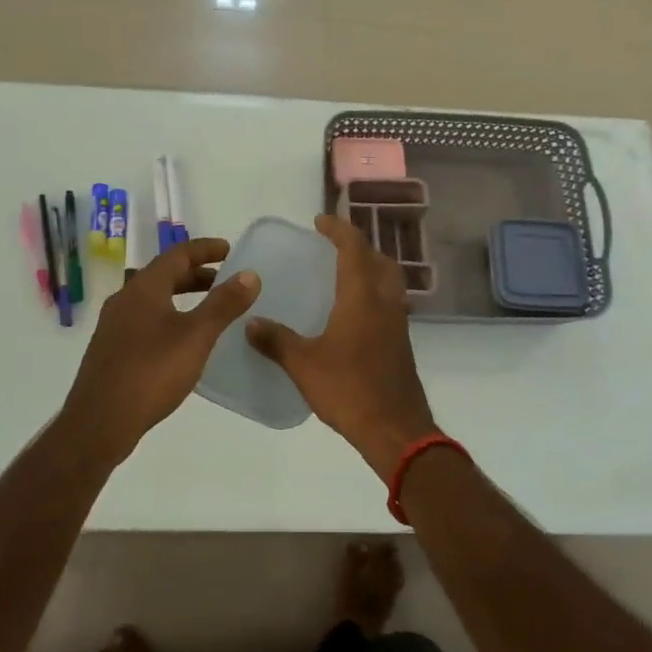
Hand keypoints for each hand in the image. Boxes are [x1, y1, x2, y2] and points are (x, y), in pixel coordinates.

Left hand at [58, 238, 260, 460]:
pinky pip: (145, 320)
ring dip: (182, 297)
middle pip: (164, 275)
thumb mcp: (197, 336)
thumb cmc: (151, 372)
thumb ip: (224, 303)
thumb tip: (249, 274)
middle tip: (225, 281)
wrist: (99, 422)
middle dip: (196, 274)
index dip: (205, 249)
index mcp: (144, 288)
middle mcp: (125, 299)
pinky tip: (183, 341)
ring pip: (153, 299)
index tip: (230, 250)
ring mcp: (114, 325)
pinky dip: (169, 317)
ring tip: (209, 310)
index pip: (177, 254)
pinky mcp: (111, 350)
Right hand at [246, 215, 436, 479]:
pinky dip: (373, 294)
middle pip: (378, 260)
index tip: (319, 222)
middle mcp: (384, 302)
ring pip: (388, 281)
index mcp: (362, 297)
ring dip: (369, 269)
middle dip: (358, 246)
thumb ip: (276, 341)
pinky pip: (389, 303)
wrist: (396, 429)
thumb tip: (251, 322)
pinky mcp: (401, 343)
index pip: (354, 248)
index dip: (338, 229)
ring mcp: (397, 323)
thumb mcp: (304, 365)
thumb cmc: (349, 389)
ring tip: (342, 275)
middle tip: (333, 247)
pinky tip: (353, 314)